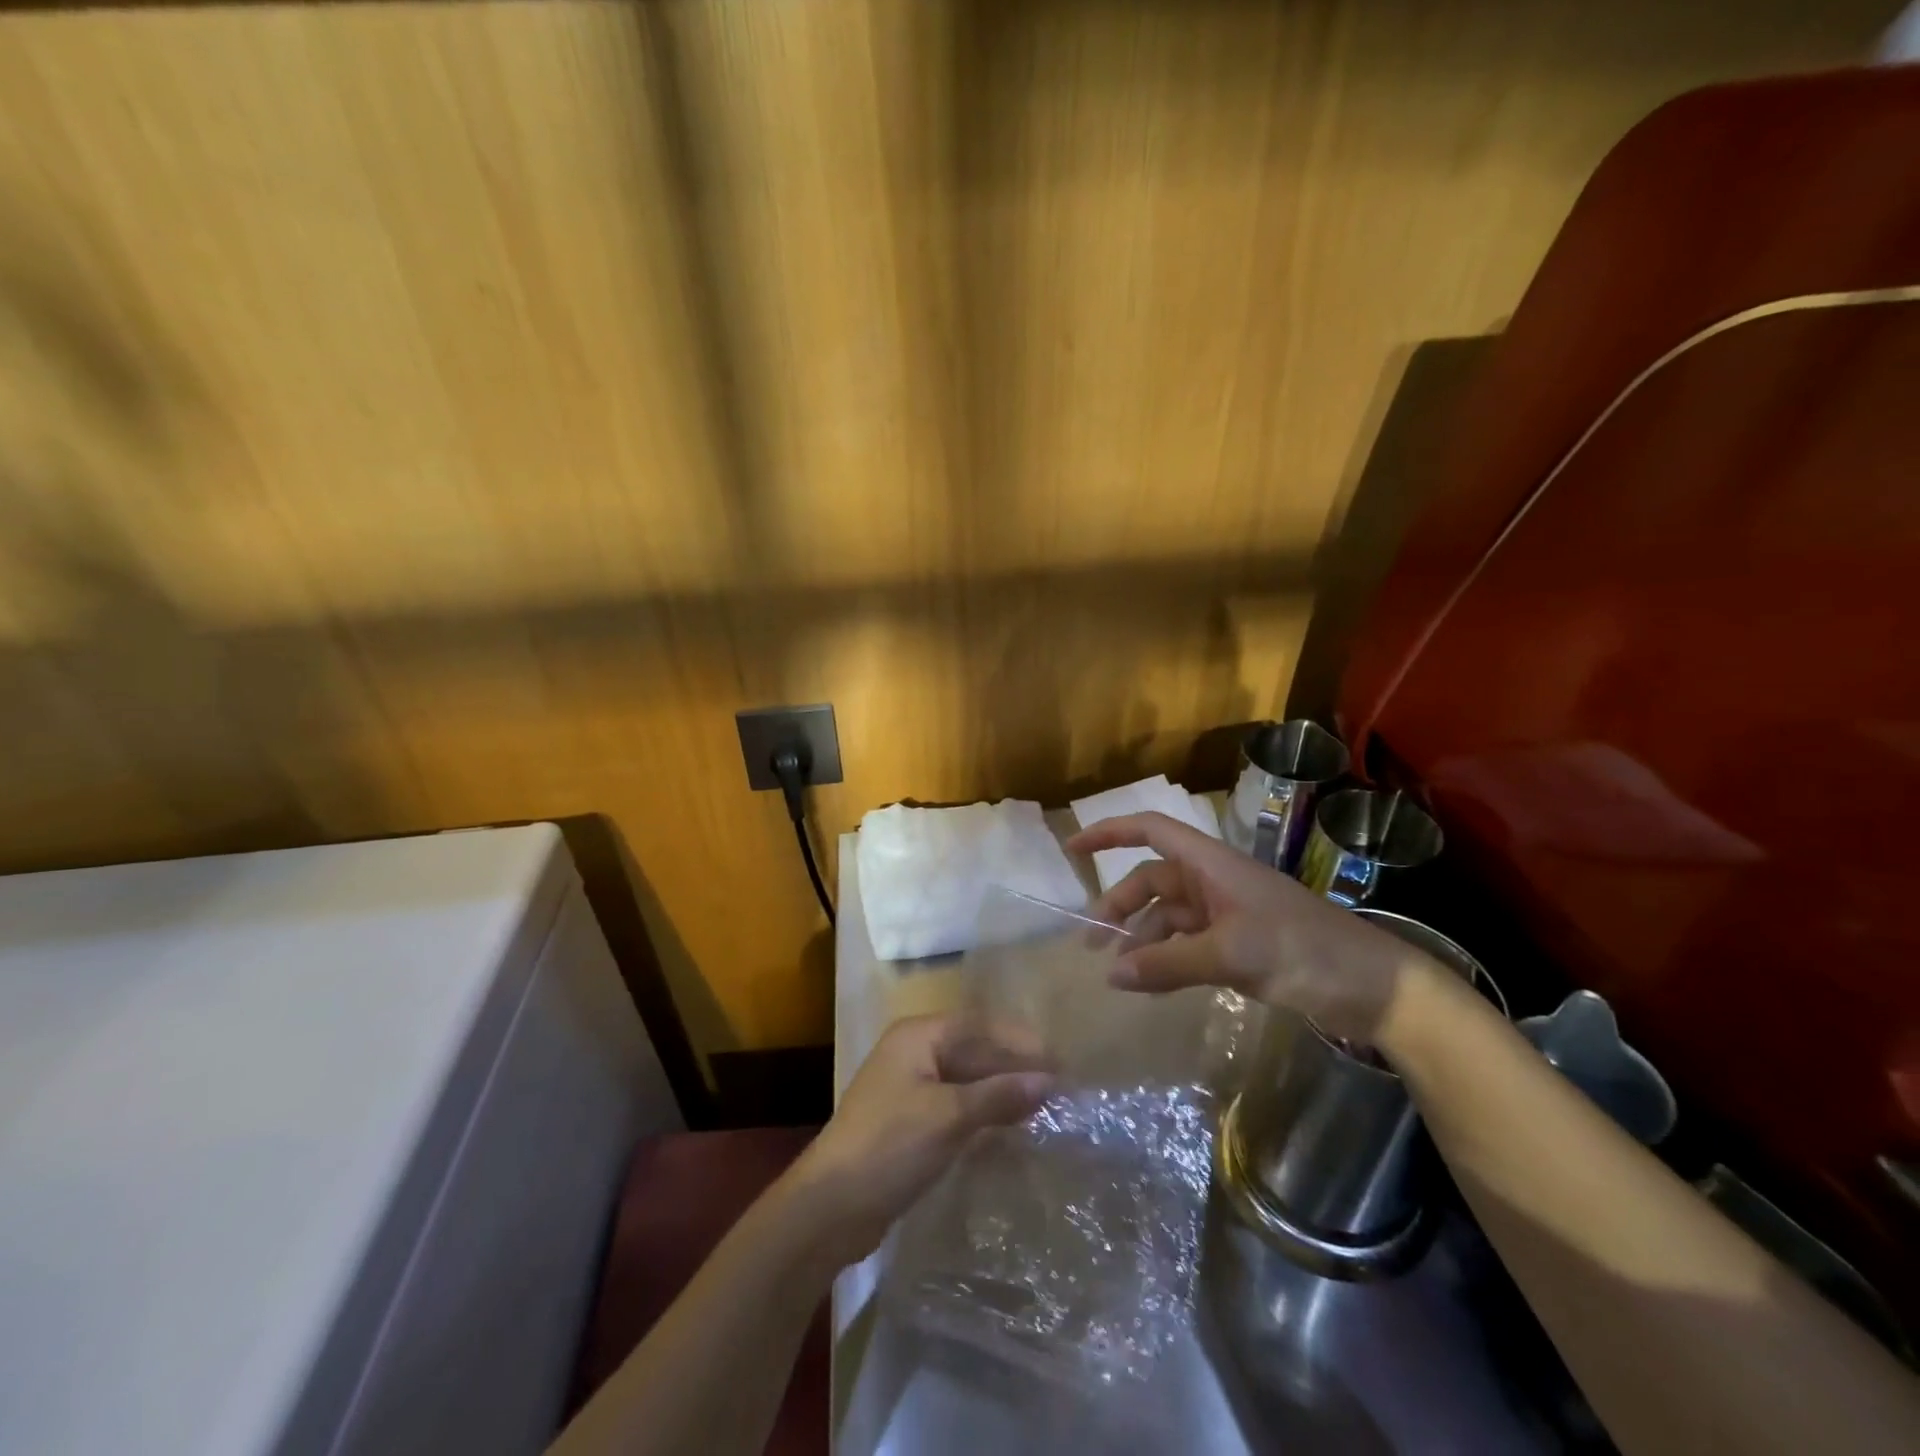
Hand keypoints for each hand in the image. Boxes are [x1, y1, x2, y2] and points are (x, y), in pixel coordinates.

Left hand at [783, 1014, 1054, 1267]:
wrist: (831, 1208)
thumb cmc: (889, 1146)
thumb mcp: (948, 1117)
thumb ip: (999, 1095)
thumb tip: (1050, 1080)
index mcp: (918, 1036)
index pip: (979, 1025)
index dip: (1020, 1042)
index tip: (1060, 1062)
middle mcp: (915, 1053)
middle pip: (974, 1051)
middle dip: (1014, 1068)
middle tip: (1061, 1088)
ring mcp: (912, 1089)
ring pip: (968, 1081)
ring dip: (1002, 1092)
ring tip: (1047, 1108)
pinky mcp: (912, 1122)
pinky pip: (958, 1107)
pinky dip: (985, 1114)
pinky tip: (1014, 1129)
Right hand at [1066, 810, 1431, 1042]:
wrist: (1376, 989)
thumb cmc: (1304, 951)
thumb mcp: (1232, 955)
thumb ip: (1168, 964)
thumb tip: (1109, 974)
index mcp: (1212, 865)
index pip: (1150, 831)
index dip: (1110, 833)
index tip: (1072, 848)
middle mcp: (1214, 882)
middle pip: (1152, 880)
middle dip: (1120, 904)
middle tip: (1093, 942)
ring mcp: (1227, 914)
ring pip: (1168, 916)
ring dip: (1141, 937)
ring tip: (1118, 971)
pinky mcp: (1239, 945)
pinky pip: (1187, 944)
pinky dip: (1166, 960)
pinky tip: (1151, 984)